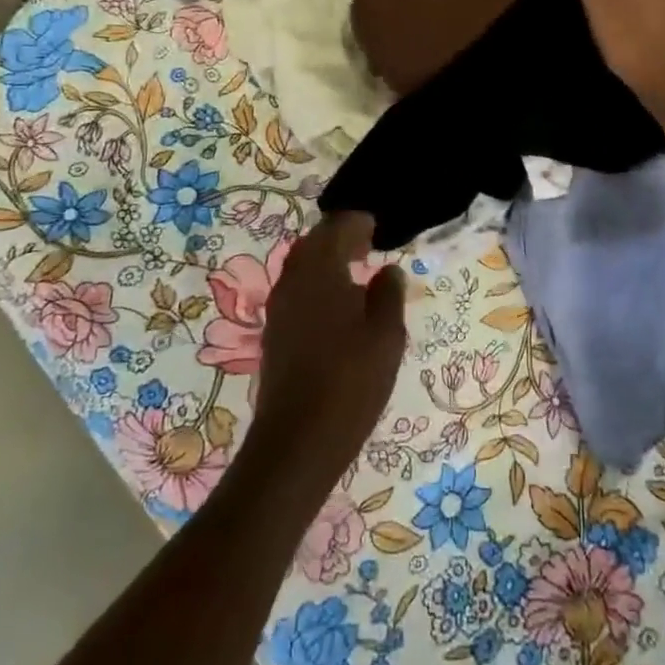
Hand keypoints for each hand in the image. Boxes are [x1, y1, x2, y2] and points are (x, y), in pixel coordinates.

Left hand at [248, 211, 406, 494]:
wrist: (297, 441)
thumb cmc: (350, 382)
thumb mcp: (386, 336)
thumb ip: (389, 294)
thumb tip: (388, 270)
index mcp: (320, 270)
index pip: (336, 227)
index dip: (358, 222)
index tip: (377, 227)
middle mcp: (293, 280)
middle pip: (314, 243)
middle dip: (340, 238)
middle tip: (368, 244)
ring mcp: (279, 307)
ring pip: (302, 267)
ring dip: (327, 261)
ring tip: (356, 271)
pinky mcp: (275, 332)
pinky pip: (297, 290)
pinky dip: (318, 284)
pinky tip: (338, 305)